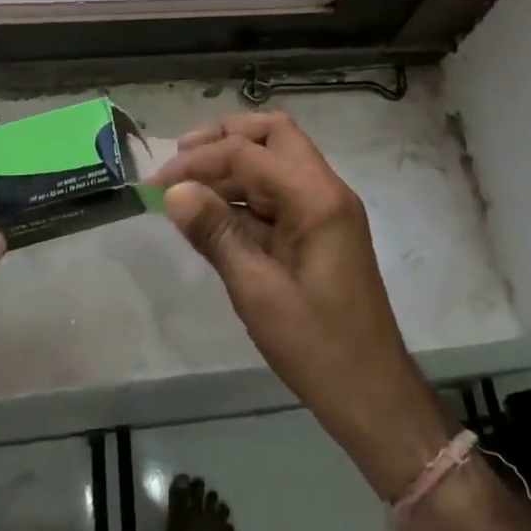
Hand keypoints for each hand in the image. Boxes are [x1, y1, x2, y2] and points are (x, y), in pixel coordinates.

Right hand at [152, 112, 452, 499]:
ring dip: (233, 163)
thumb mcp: (257, 290)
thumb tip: (174, 191)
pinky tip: (212, 211)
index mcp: (317, 198)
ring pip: (277, 159)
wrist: (373, 395)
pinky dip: (244, 192)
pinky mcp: (320, 229)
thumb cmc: (316, 346)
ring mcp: (326, 209)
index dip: (199, 161)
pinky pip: (279, 193)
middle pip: (274, 135)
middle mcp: (326, 190)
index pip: (249, 152)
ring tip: (186, 183)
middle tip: (180, 158)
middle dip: (224, 137)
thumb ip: (216, 233)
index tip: (156, 183)